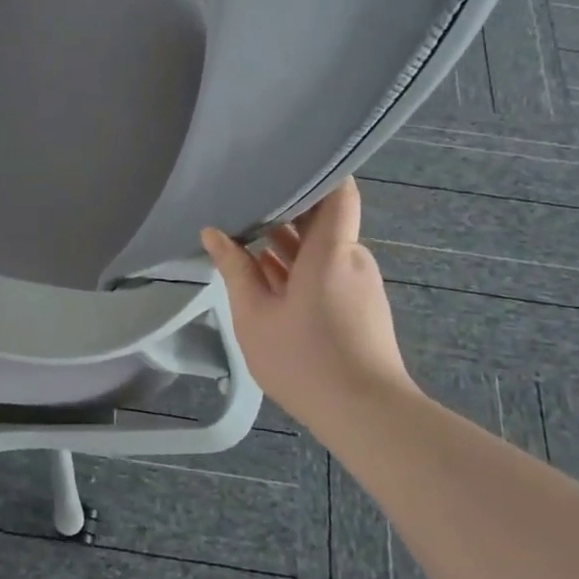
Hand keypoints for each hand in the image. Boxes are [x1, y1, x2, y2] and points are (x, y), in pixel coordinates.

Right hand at [201, 180, 416, 423]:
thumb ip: (234, 269)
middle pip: (324, 219)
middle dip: (286, 210)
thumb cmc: (305, 359)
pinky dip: (300, 267)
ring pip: (322, 248)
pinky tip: (265, 275)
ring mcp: (359, 283)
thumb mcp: (254, 315)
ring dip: (288, 243)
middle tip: (244, 200)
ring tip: (245, 235)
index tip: (282, 163)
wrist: (365, 415)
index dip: (318, 171)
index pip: (339, 191)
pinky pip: (328, 271)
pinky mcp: (360, 306)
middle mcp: (351, 258)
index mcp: (332, 250)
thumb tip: (213, 232)